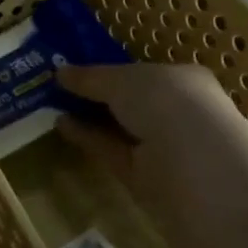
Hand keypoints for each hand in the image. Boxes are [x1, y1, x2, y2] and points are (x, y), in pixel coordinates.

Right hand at [54, 61, 232, 193]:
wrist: (196, 165)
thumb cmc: (166, 102)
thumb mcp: (122, 79)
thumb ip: (91, 77)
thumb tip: (60, 72)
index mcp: (183, 82)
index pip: (145, 74)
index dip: (111, 70)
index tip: (78, 68)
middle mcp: (177, 114)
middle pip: (131, 103)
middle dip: (97, 96)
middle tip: (58, 88)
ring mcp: (164, 149)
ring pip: (121, 130)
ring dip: (89, 118)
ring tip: (52, 106)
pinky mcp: (147, 178)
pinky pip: (113, 153)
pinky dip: (88, 139)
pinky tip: (62, 125)